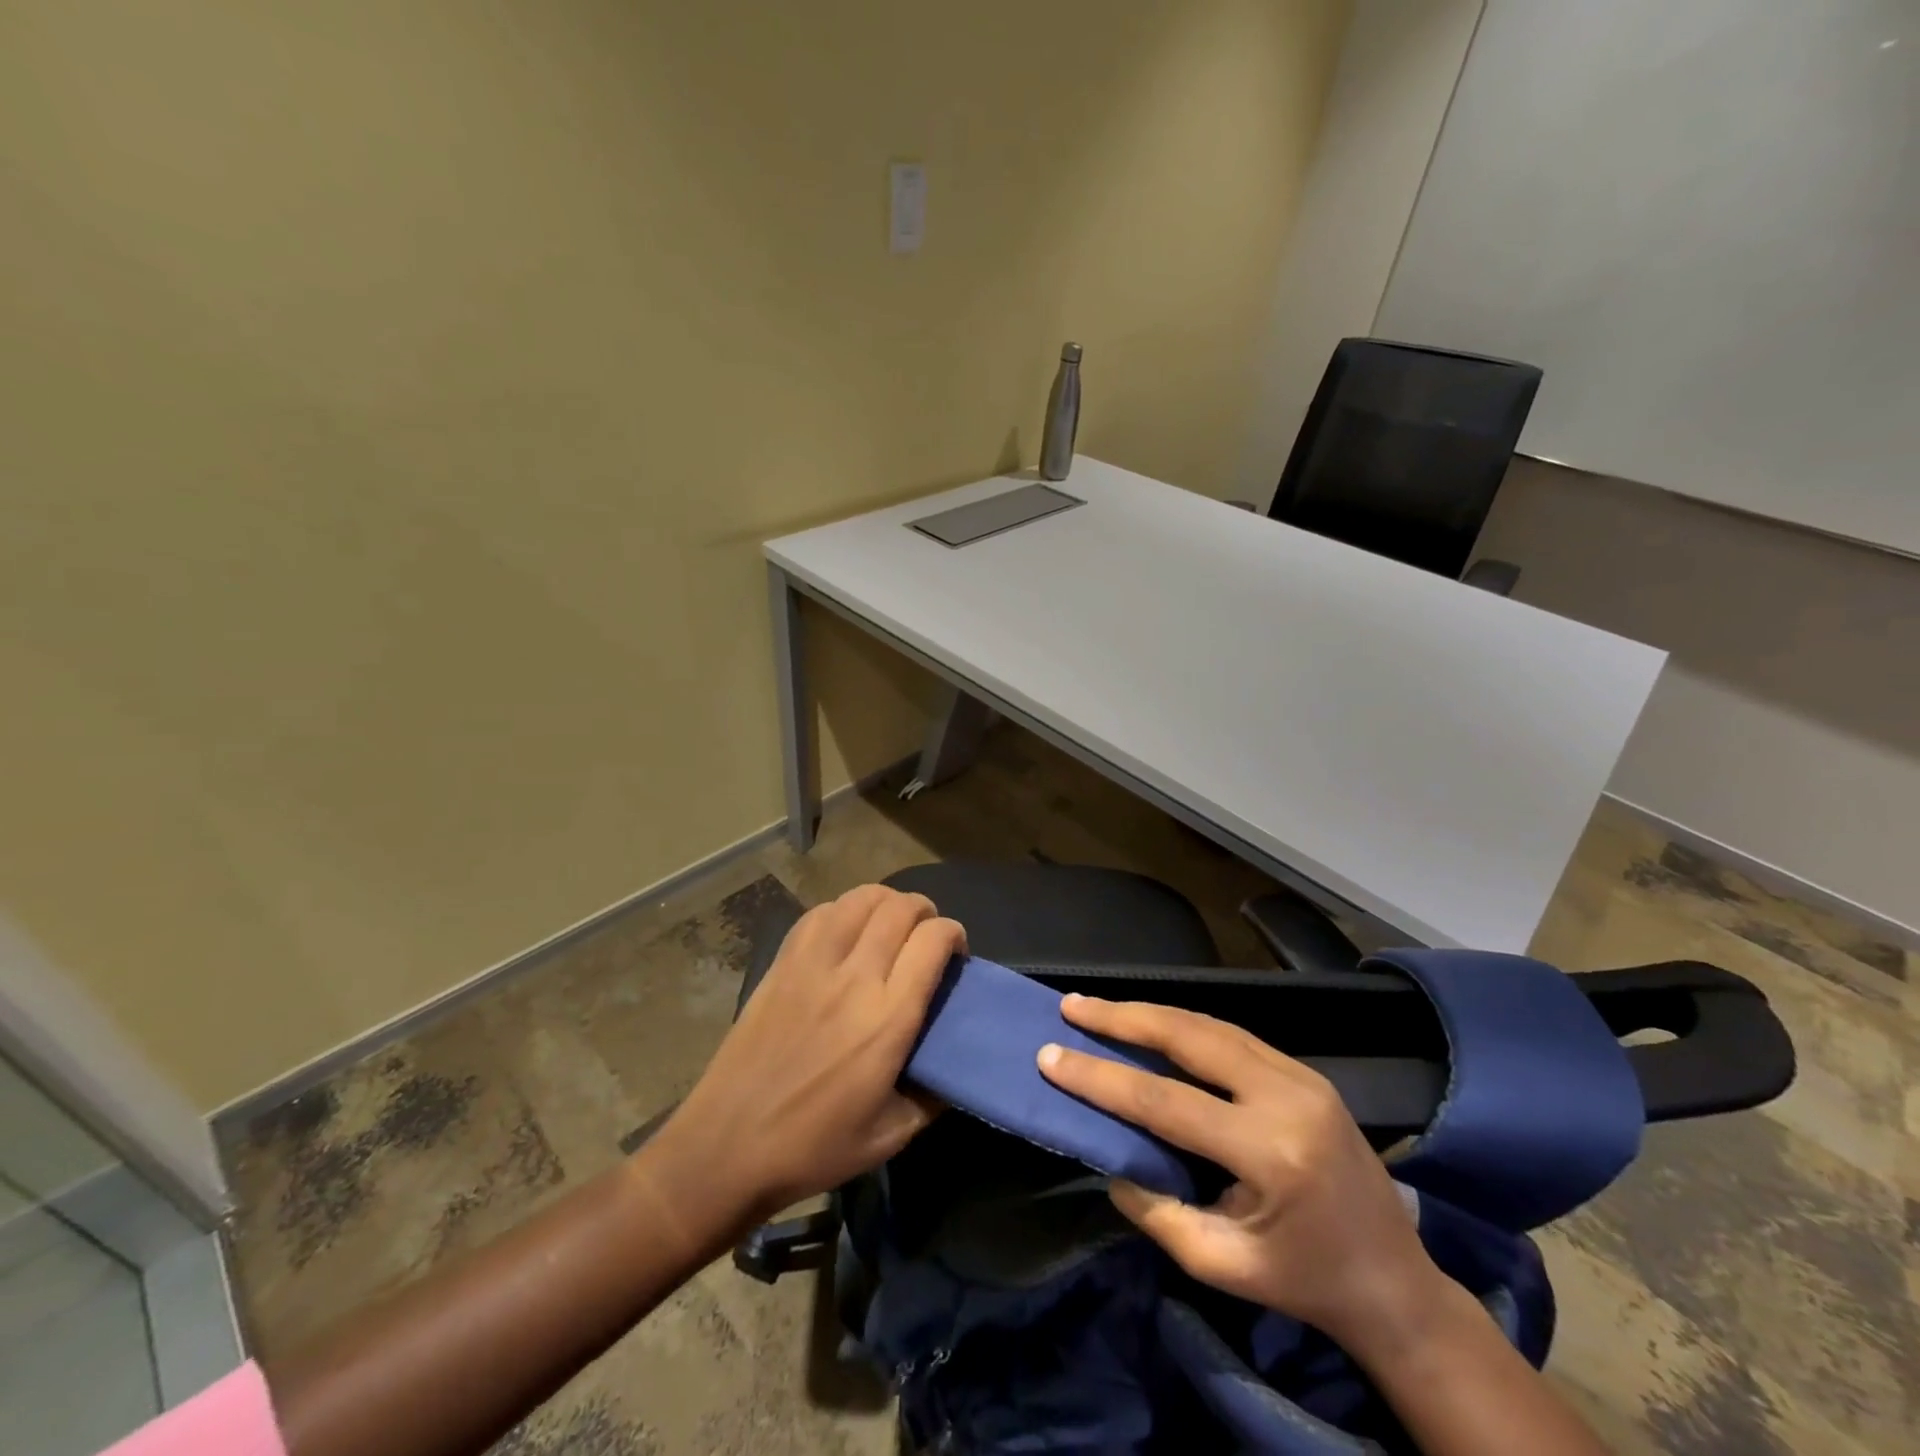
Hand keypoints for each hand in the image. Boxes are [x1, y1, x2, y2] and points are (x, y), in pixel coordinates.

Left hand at [659, 884, 963, 1220]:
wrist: (727, 1146)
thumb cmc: (813, 1147)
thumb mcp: (890, 1136)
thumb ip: (933, 1097)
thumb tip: (956, 1069)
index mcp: (888, 1018)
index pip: (932, 941)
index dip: (953, 934)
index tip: (955, 952)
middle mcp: (854, 978)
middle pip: (899, 909)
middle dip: (924, 911)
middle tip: (926, 935)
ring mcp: (812, 964)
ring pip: (859, 899)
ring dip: (885, 902)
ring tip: (889, 924)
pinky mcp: (782, 963)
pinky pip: (820, 913)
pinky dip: (843, 910)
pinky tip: (846, 931)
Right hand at [1037, 995, 1448, 1360]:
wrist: (1395, 1281)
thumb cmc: (1306, 1282)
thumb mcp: (1223, 1267)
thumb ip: (1158, 1212)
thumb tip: (1111, 1160)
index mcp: (1270, 1153)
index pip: (1165, 1102)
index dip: (1102, 1078)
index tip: (1051, 1056)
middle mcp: (1287, 1097)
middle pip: (1189, 1037)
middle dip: (1124, 1018)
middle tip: (1072, 1006)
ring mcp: (1302, 1076)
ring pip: (1210, 1025)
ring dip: (1151, 1014)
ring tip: (1100, 1009)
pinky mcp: (1305, 1071)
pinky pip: (1232, 1036)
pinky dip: (1184, 1026)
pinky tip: (1152, 1025)